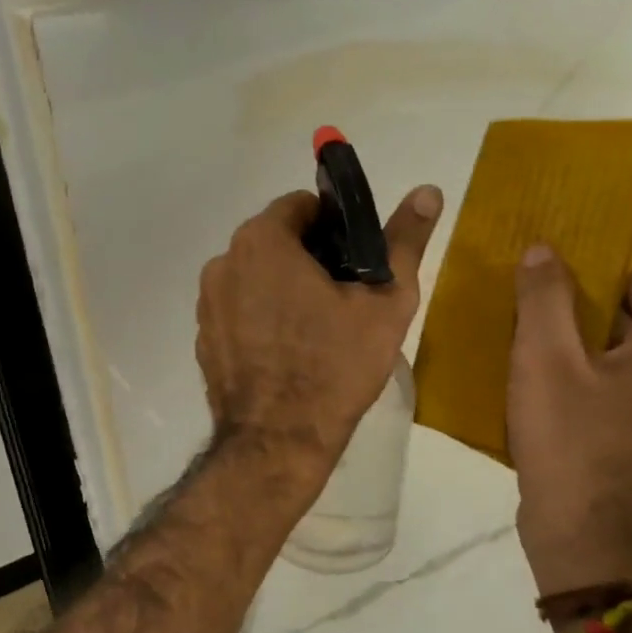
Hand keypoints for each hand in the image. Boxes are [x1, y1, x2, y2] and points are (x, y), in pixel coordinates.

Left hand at [196, 186, 442, 477]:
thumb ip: (404, 241)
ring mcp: (206, 304)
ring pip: (255, 277)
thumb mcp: (384, 302)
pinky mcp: (203, 339)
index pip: (301, 207)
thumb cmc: (335, 366)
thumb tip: (428, 190)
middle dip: (309, 259)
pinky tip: (287, 353)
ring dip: (283, 288)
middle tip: (343, 298)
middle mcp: (223, 263)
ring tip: (317, 329)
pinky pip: (238, 311)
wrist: (278, 442)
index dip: (335, 228)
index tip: (355, 262)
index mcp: (261, 241)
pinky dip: (260, 318)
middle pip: (275, 241)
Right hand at [508, 248, 631, 596]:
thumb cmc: (572, 443)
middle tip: (524, 303)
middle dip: (580, 303)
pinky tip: (548, 381)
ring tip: (528, 339)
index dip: (586, 262)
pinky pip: (630, 380)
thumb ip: (544, 296)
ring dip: (582, 340)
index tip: (539, 267)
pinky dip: (594, 372)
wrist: (591, 543)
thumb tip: (544, 250)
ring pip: (630, 346)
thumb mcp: (544, 359)